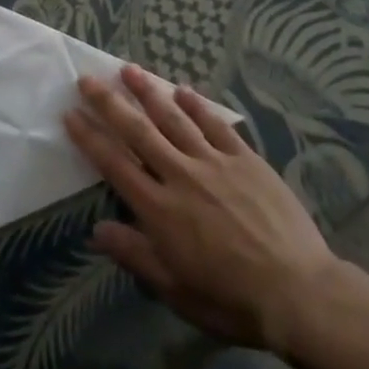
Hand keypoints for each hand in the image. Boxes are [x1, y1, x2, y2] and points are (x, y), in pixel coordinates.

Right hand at [66, 64, 368, 357]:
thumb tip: (97, 231)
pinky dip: (197, 104)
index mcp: (160, 209)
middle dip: (109, 103)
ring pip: (174, 118)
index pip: (114, 164)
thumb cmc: (231, 299)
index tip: (70, 113)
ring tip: (129, 69)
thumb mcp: (176, 289)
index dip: (89, 137)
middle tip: (88, 78)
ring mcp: (214, 162)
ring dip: (148, 92)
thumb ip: (136, 255)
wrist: (298, 292)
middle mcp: (181, 175)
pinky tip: (183, 89)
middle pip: (138, 131)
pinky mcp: (245, 158)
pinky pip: (215, 124)